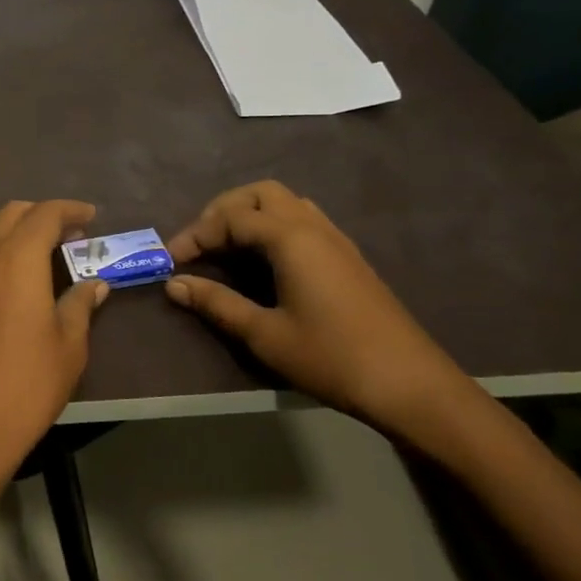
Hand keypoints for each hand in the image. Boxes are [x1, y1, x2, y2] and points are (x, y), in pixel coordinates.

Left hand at [0, 201, 108, 492]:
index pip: (45, 214)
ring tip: (48, 251)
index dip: (70, 210)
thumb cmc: (28, 382)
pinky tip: (21, 276)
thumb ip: (80, 305)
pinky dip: (2, 248)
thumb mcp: (68, 345)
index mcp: (18, 258)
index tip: (92, 217)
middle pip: (13, 214)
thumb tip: (94, 284)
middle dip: (43, 214)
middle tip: (73, 233)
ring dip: (18, 228)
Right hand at [164, 181, 483, 439]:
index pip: (231, 218)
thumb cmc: (331, 357)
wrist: (411, 385)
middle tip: (201, 243)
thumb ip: (217, 303)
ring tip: (227, 248)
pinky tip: (264, 261)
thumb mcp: (265, 334)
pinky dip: (273, 227)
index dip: (195, 235)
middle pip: (260, 195)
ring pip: (285, 204)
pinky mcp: (347, 258)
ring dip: (250, 215)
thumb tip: (175, 284)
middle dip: (223, 211)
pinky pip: (303, 221)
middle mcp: (313, 227)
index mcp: (291, 238)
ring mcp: (336, 240)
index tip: (170, 260)